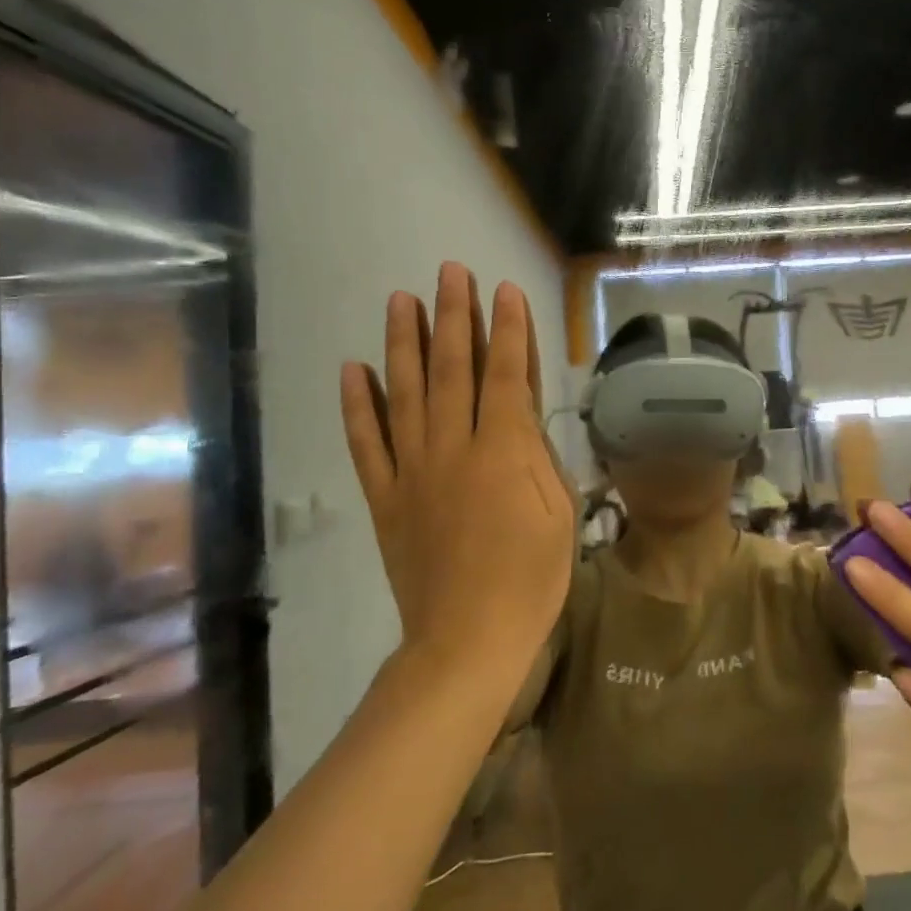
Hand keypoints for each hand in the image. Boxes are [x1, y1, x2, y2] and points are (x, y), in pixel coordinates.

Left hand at [340, 263, 575, 676]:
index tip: (504, 290)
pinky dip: (357, 405)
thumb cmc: (531, 578)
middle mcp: (453, 447)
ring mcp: (412, 470)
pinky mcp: (385, 496)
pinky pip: (366, 443)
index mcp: (503, 451)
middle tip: (450, 271)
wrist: (469, 638)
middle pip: (451, 369)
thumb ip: (538, 456)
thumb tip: (523, 414)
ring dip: (403, 342)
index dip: (507, 329)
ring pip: (404, 392)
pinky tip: (352, 369)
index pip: (506, 375)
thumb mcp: (559, 512)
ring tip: (401, 299)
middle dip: (454, 316)